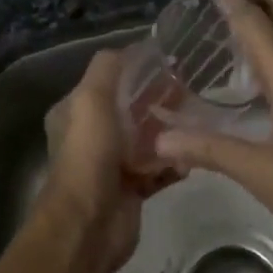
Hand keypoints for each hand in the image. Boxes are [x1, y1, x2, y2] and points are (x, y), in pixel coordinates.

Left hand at [33, 49, 176, 272]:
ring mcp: (113, 164)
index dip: (136, 70)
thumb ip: (108, 68)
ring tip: (197, 118)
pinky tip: (192, 155)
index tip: (168, 61)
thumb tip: (132, 48)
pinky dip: (174, 162)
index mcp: (76, 112)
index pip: (108, 81)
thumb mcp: (91, 98)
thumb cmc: (88, 154)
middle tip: (190, 88)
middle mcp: (92, 135)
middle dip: (158, 98)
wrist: (88, 224)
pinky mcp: (132, 188)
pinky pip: (158, 169)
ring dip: (170, 130)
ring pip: (147, 139)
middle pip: (131, 109)